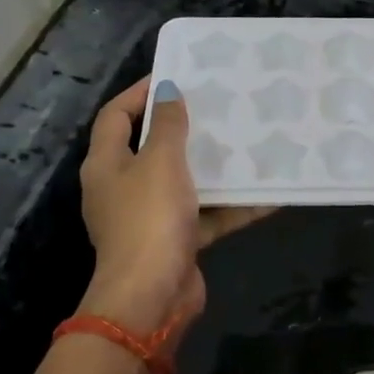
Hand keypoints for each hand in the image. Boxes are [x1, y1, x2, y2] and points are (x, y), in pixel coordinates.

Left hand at [78, 78, 269, 336]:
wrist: (151, 297)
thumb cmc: (149, 219)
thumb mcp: (161, 162)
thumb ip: (168, 125)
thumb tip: (167, 90)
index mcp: (106, 165)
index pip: (116, 116)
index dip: (140, 93)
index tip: (176, 76)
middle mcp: (122, 189)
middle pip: (151, 149)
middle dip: (183, 130)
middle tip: (217, 108)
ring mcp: (148, 218)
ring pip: (183, 183)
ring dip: (212, 168)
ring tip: (245, 143)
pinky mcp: (174, 242)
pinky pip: (205, 215)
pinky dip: (231, 206)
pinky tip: (267, 194)